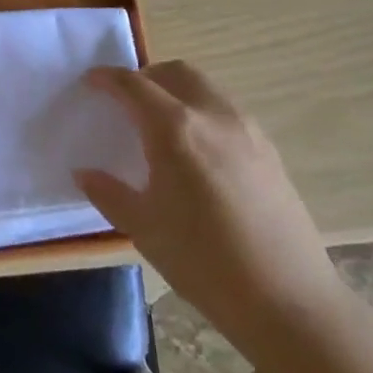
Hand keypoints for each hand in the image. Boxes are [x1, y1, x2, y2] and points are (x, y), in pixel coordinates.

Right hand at [75, 62, 340, 331]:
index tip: (91, 81)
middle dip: (145, 77)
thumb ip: (109, 193)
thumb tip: (84, 173)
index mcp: (175, 129)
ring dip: (176, 89)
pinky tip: (196, 149)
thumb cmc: (204, 263)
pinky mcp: (268, 148)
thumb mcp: (144, 229)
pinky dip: (201, 109)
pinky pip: (226, 109)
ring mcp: (246, 128)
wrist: (288, 300)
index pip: (134, 86)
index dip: (108, 78)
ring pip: (204, 86)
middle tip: (126, 100)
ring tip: (160, 122)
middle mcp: (212, 114)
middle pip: (175, 72)